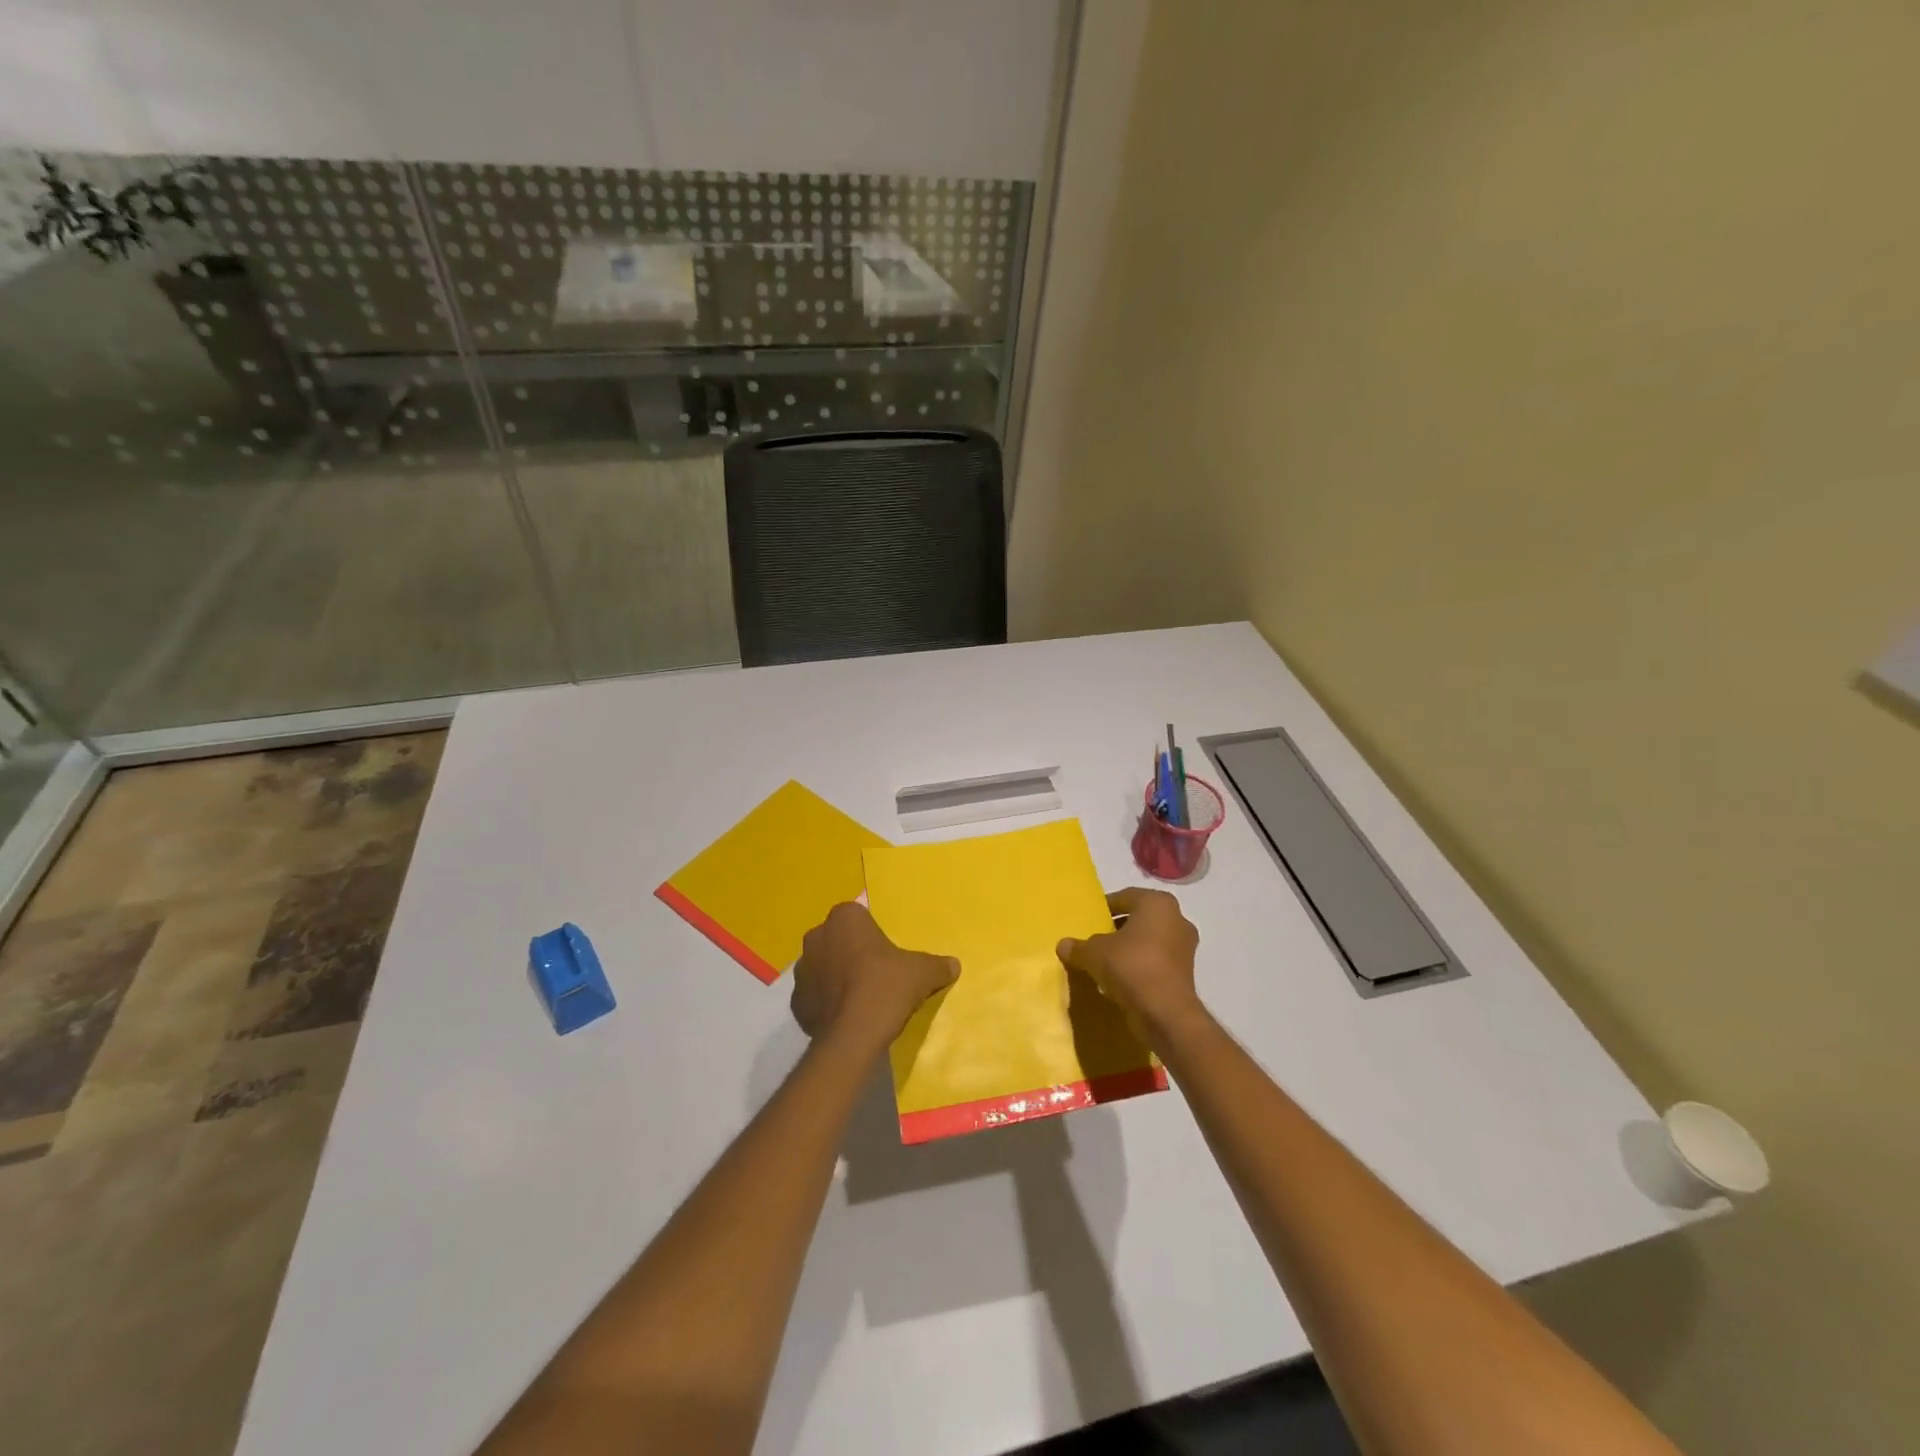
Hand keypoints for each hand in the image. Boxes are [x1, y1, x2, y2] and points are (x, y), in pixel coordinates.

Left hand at [792, 903, 957, 1054]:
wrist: (853, 1036)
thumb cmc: (886, 988)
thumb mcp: (922, 972)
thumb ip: (938, 965)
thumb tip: (953, 965)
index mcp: (844, 918)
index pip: (858, 916)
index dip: (872, 934)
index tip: (887, 953)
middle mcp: (817, 936)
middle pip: (838, 939)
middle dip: (852, 952)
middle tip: (876, 973)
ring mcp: (802, 970)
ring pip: (823, 967)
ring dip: (836, 977)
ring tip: (861, 998)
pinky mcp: (796, 1002)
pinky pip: (815, 996)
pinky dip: (827, 1003)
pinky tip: (846, 1016)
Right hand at [1057, 887, 1201, 1036]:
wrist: (1165, 1012)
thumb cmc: (1130, 966)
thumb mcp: (1094, 953)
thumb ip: (1078, 946)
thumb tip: (1063, 945)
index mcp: (1157, 903)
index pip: (1125, 897)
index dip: (1104, 908)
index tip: (1088, 921)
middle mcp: (1176, 918)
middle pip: (1139, 919)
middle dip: (1117, 929)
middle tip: (1095, 940)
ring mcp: (1185, 947)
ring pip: (1149, 941)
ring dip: (1129, 949)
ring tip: (1105, 963)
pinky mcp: (1186, 972)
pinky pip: (1156, 961)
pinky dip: (1140, 966)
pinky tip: (1121, 980)